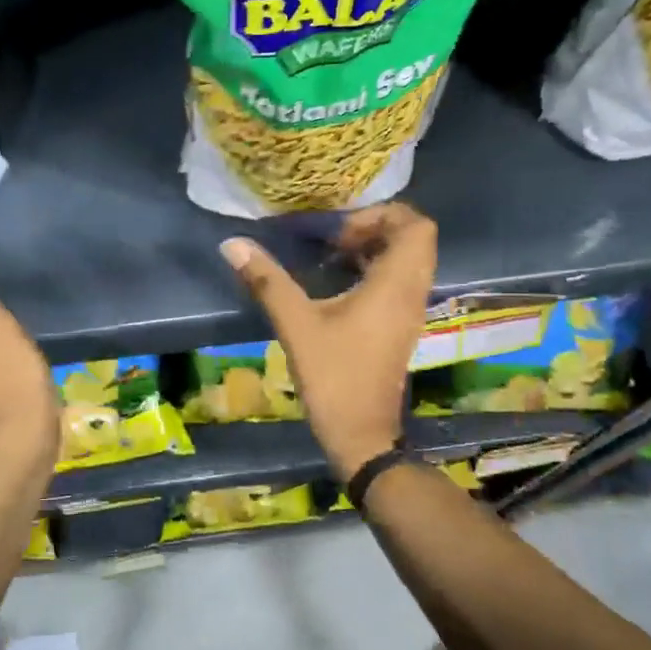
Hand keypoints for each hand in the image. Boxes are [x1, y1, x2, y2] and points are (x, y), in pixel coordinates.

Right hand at [220, 203, 435, 480]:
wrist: (361, 434)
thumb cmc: (334, 376)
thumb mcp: (296, 325)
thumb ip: (267, 281)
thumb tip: (233, 244)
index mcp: (395, 285)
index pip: (417, 226)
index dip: (382, 215)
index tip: (341, 231)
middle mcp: (412, 292)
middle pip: (415, 239)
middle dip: (376, 228)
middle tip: (336, 240)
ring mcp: (410, 311)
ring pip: (408, 261)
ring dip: (375, 249)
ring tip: (334, 257)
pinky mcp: (401, 327)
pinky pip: (399, 282)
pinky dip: (376, 271)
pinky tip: (339, 283)